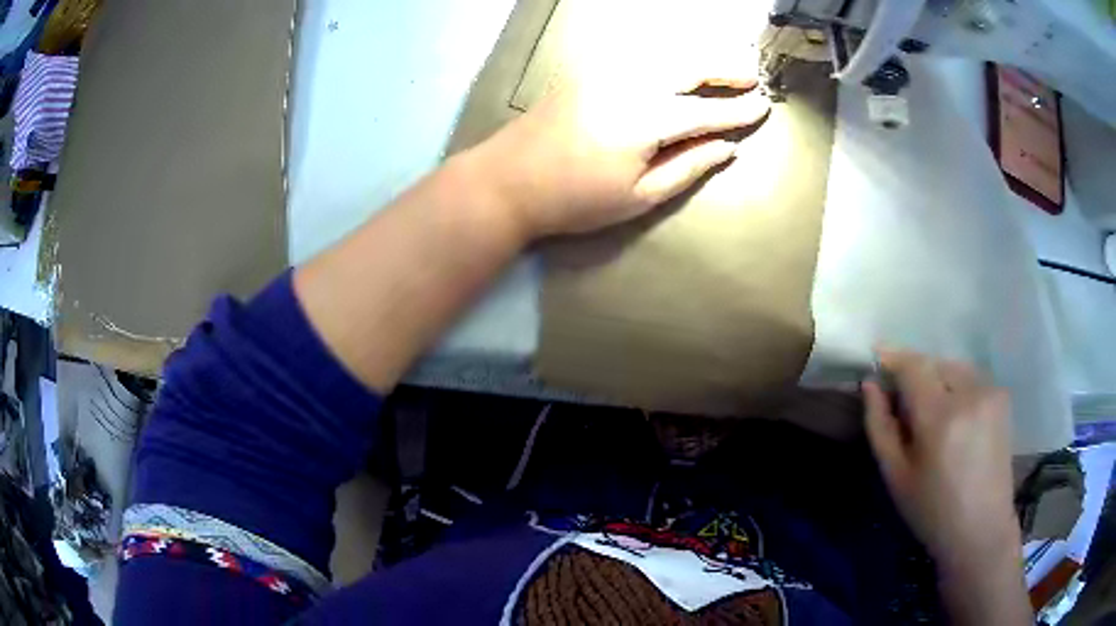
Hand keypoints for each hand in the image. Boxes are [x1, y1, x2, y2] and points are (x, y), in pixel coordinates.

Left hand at [468, 76, 770, 237]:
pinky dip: (665, 55)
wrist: (507, 180)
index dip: (739, 111)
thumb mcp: (638, 197)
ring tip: (721, 68)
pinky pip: (637, 54)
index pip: (707, 110)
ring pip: (664, 53)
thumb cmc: (575, 199)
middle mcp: (631, 83)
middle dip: (725, 69)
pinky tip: (675, 64)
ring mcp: (605, 71)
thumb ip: (688, 167)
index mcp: (648, 118)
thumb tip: (727, 148)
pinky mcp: (586, 70)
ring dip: (698, 57)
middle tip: (751, 77)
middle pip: (689, 66)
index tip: (764, 107)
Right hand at [862, 349, 1018, 567]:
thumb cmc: (932, 511)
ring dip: (936, 379)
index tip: (876, 356)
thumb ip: (880, 426)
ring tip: (929, 411)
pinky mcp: (1002, 396)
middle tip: (901, 399)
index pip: (913, 366)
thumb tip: (870, 385)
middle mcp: (969, 393)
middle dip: (914, 373)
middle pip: (934, 363)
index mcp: (940, 418)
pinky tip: (954, 416)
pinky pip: (970, 377)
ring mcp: (990, 392)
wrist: (981, 529)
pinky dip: (955, 386)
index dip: (892, 357)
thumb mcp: (896, 476)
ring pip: (953, 367)